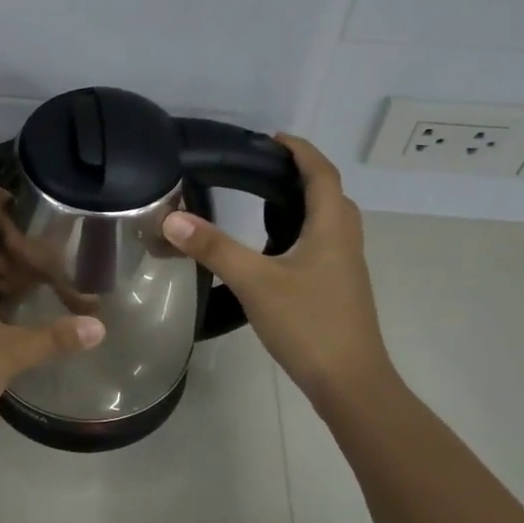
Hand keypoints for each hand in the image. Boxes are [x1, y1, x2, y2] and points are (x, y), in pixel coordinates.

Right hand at [161, 134, 396, 405]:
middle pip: (331, 195)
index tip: (273, 139)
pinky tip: (276, 251)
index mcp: (331, 229)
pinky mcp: (339, 290)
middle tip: (265, 169)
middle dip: (303, 174)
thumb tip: (172, 218)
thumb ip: (214, 248)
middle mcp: (345, 242)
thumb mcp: (255, 282)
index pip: (322, 174)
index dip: (301, 151)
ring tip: (267, 202)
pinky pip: (324, 244)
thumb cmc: (309, 324)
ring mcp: (346, 268)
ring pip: (330, 222)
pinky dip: (303, 232)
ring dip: (305, 204)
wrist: (351, 384)